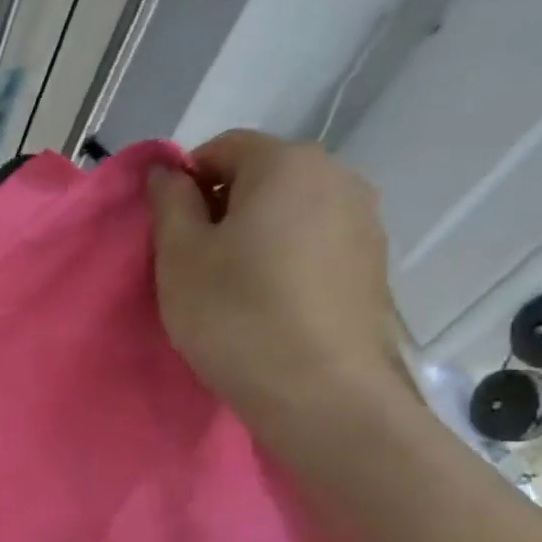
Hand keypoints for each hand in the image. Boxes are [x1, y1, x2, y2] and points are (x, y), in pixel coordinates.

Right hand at [147, 130, 417, 458]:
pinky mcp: (374, 261)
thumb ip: (170, 204)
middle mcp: (337, 175)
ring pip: (290, 210)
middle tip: (194, 263)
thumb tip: (167, 172)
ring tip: (232, 287)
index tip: (168, 234)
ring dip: (254, 234)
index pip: (221, 148)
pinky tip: (270, 301)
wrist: (319, 392)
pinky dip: (286, 257)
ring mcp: (365, 218)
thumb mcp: (179, 257)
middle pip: (261, 176)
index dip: (184, 185)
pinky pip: (315, 240)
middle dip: (221, 209)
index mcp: (286, 164)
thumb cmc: (235, 315)